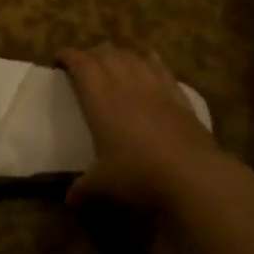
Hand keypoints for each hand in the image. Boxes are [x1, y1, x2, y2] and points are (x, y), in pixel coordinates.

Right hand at [58, 43, 219, 210]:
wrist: (194, 176)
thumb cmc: (139, 175)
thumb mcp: (103, 185)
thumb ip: (83, 188)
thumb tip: (70, 200)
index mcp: (100, 98)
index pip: (80, 63)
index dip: (67, 56)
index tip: (58, 60)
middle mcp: (126, 84)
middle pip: (105, 54)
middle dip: (91, 54)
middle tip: (83, 64)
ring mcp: (155, 87)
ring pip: (132, 56)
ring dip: (118, 54)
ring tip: (111, 60)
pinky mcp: (179, 96)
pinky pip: (161, 68)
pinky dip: (149, 60)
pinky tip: (147, 60)